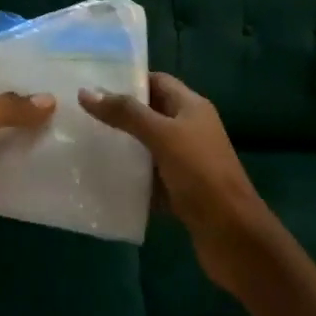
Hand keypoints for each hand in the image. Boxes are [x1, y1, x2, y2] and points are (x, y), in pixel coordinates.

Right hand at [80, 73, 276, 291]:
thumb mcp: (162, 136)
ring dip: (122, 145)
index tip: (94, 85)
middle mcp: (190, 129)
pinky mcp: (180, 190)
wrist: (233, 236)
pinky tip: (103, 177)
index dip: (128, 80)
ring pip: (147, 145)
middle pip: (150, 113)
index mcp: (191, 107)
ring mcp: (186, 161)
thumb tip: (86, 91)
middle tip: (82, 114)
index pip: (157, 81)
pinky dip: (130, 176)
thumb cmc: (201, 174)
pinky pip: (149, 176)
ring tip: (85, 142)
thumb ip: (126, 113)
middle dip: (120, 113)